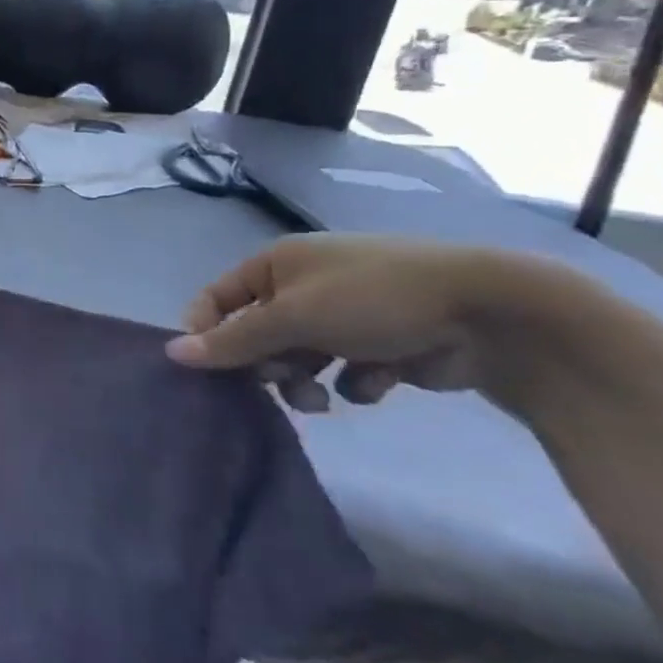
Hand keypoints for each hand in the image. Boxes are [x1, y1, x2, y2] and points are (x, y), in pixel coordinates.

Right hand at [164, 234, 491, 411]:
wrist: (490, 313)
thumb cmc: (373, 298)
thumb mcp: (293, 317)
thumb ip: (233, 339)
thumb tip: (172, 353)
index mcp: (276, 265)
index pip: (216, 299)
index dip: (208, 332)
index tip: (212, 368)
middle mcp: (303, 287)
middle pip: (257, 335)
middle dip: (266, 364)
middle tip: (281, 382)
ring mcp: (344, 316)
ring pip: (299, 359)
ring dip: (305, 382)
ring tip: (324, 397)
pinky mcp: (381, 346)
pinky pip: (345, 372)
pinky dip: (356, 382)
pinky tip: (382, 380)